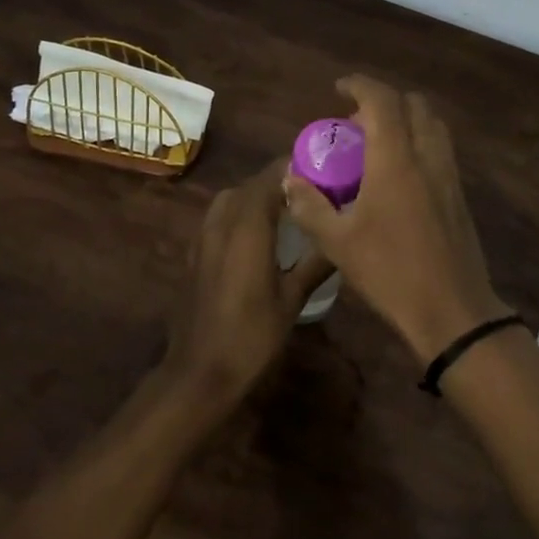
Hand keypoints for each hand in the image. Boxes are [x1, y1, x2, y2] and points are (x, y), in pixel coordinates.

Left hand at [162, 160, 332, 418]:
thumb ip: (317, 262)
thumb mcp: (292, 300)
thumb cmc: (251, 336)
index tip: (325, 169)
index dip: (297, 167)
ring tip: (291, 210)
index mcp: (248, 225)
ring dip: (260, 195)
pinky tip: (262, 235)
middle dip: (282, 180)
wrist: (199, 371)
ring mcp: (204, 235)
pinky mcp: (195, 251)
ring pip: (233, 197)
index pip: (272, 175)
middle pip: (253, 183)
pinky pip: (221, 216)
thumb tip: (342, 238)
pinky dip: (242, 212)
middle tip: (315, 192)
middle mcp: (222, 220)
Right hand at [283, 77, 511, 361]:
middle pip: (414, 105)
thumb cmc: (390, 272)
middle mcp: (427, 156)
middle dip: (384, 102)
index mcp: (396, 160)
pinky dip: (418, 144)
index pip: (382, 100)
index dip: (360, 85)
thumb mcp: (337, 243)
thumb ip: (309, 206)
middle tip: (356, 125)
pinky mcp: (459, 195)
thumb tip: (290, 179)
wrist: (452, 310)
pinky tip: (398, 177)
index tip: (339, 88)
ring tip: (377, 147)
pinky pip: (439, 150)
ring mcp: (449, 175)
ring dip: (405, 121)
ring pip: (432, 126)